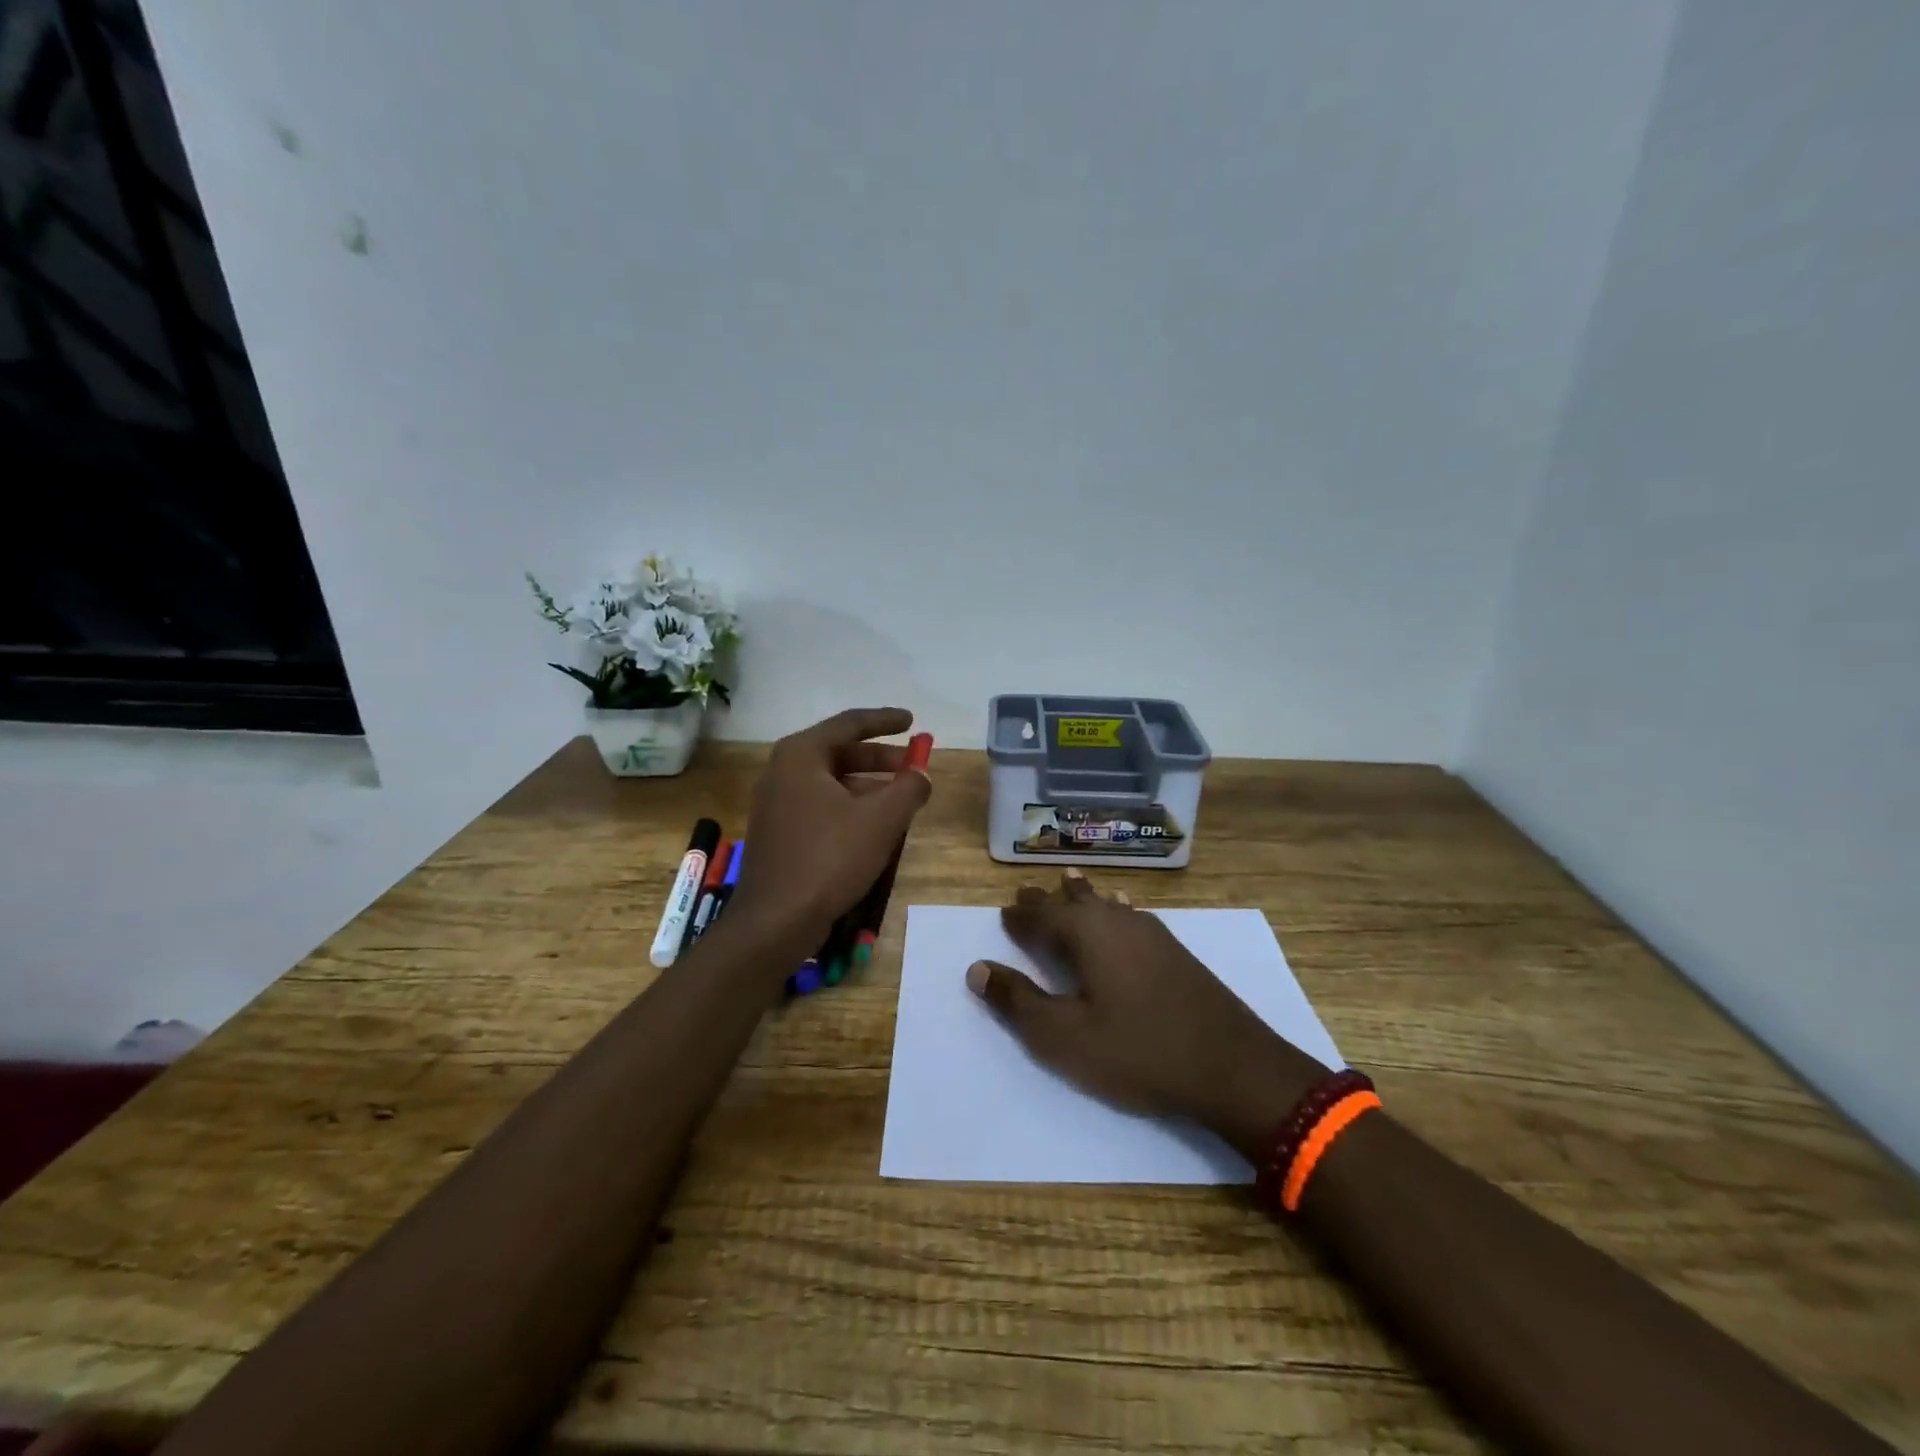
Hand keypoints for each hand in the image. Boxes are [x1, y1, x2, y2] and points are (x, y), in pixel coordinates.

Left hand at [730, 707, 930, 947]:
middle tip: (912, 764)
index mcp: (800, 755)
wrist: (775, 921)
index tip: (912, 722)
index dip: (885, 721)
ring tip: (901, 799)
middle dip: (879, 758)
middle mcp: (782, 771)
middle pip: (839, 752)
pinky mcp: (778, 832)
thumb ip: (909, 788)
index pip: (849, 724)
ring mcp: (776, 803)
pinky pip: (821, 805)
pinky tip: (874, 827)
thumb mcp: (881, 819)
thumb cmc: (829, 858)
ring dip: (868, 785)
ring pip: (831, 782)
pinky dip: (850, 806)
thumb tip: (921, 773)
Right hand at [967, 871, 1328, 1158]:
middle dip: (1047, 899)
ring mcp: (1151, 933)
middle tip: (1027, 891)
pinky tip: (1124, 908)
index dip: (1019, 915)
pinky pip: (1131, 915)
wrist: (1232, 1066)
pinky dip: (1115, 909)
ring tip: (1069, 882)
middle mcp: (1116, 921)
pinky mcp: (1175, 950)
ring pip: (1105, 904)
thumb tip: (976, 969)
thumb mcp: (1065, 1037)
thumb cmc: (1138, 1051)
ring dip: (1082, 897)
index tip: (1004, 911)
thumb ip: (1018, 1002)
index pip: (1040, 916)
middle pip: (1073, 902)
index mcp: (1086, 934)